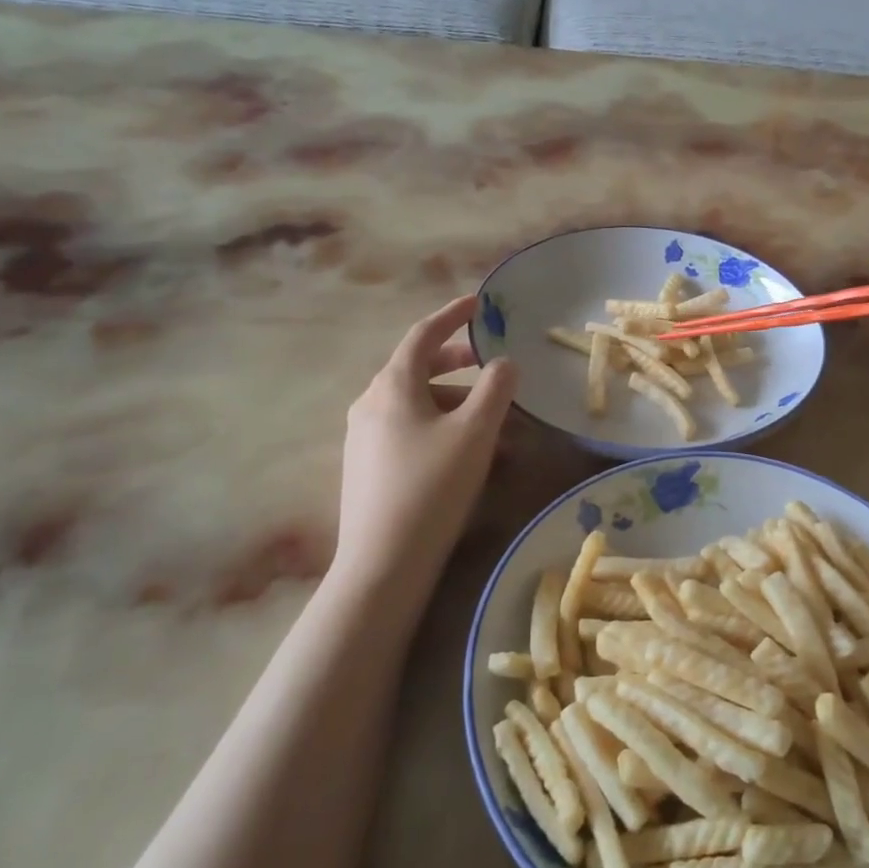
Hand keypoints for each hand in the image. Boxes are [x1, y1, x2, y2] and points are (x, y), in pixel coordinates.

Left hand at [332, 295, 517, 592]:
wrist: (384, 563)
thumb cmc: (433, 487)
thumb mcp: (475, 432)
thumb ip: (495, 388)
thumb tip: (504, 362)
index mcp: (393, 385)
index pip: (423, 335)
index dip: (452, 315)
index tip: (478, 304)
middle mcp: (371, 403)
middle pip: (417, 368)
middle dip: (457, 361)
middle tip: (491, 363)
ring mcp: (364, 437)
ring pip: (415, 403)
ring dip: (455, 401)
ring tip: (493, 421)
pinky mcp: (367, 467)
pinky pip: (408, 430)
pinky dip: (439, 426)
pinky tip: (465, 453)